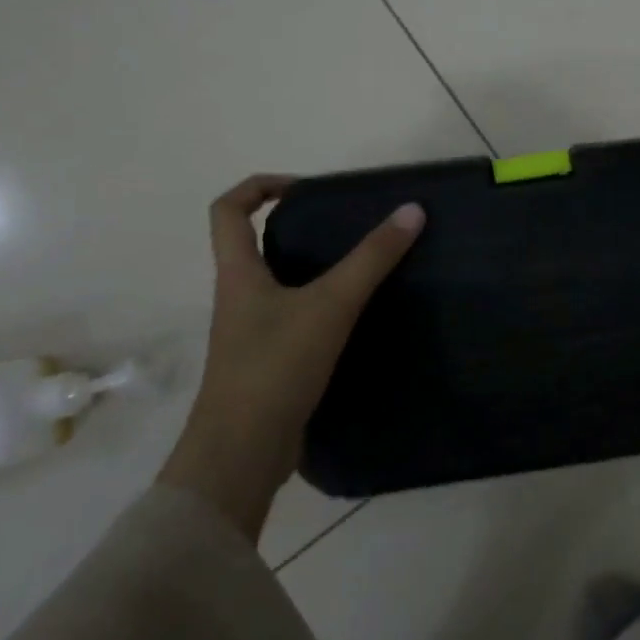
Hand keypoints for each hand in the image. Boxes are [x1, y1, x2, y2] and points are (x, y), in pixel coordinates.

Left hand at [197, 174, 425, 431]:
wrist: (242, 454)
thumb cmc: (275, 367)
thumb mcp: (330, 305)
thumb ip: (372, 259)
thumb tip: (412, 210)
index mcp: (238, 274)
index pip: (227, 210)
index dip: (258, 186)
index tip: (305, 188)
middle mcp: (239, 298)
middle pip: (255, 246)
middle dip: (297, 228)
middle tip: (346, 227)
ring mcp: (252, 334)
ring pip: (279, 285)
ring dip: (313, 270)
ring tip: (362, 268)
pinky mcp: (270, 364)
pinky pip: (295, 320)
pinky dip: (322, 309)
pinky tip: (358, 318)